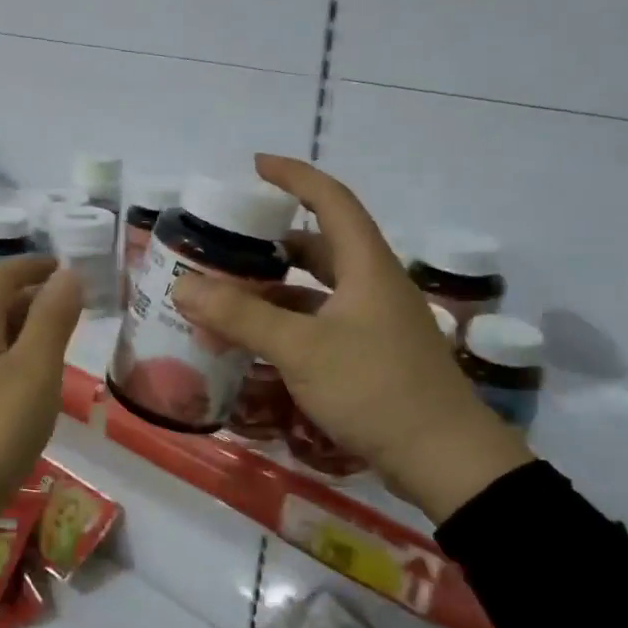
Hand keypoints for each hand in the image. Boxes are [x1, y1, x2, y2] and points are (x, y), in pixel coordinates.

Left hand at [0, 257, 83, 551]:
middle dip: (29, 299)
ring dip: (17, 331)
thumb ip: (51, 319)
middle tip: (68, 313)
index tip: (64, 268)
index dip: (33, 265)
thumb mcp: (34, 372)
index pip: (1, 275)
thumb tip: (66, 274)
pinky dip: (2, 359)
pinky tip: (19, 389)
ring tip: (51, 350)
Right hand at [171, 155, 530, 522]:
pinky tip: (257, 340)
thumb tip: (183, 286)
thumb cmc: (375, 388)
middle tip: (229, 243)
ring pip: (317, 288)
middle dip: (274, 239)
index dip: (294, 176)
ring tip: (229, 293)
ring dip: (276, 287)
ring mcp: (374, 322)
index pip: (331, 200)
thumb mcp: (301, 348)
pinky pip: (319, 322)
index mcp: (366, 266)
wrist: (444, 461)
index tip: (255, 166)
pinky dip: (287, 322)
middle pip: (320, 244)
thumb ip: (241, 316)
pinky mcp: (370, 355)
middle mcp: (372, 285)